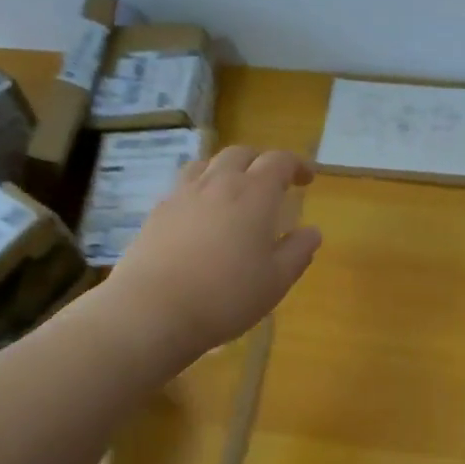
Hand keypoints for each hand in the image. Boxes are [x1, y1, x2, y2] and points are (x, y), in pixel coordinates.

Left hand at [107, 145, 321, 359]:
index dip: (296, 165)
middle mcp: (219, 183)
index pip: (279, 161)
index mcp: (254, 194)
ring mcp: (183, 194)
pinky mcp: (157, 211)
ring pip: (208, 163)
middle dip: (261, 161)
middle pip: (241, 153)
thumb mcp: (276, 281)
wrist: (152, 310)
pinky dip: (200, 187)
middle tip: (272, 181)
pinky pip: (183, 185)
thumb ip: (298, 251)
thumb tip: (312, 231)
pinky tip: (200, 212)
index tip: (307, 179)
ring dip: (227, 168)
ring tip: (233, 188)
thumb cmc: (226, 296)